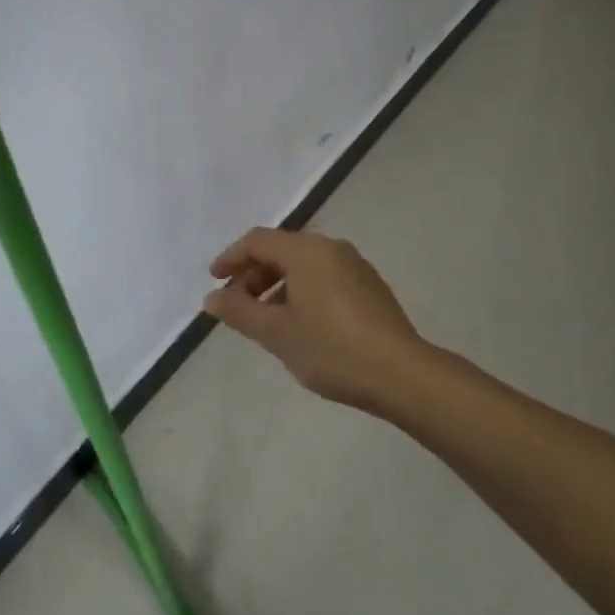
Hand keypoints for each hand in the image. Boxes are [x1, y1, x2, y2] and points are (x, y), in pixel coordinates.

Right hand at [203, 227, 428, 410]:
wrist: (402, 374)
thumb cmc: (332, 349)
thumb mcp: (277, 333)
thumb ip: (239, 311)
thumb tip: (212, 297)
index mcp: (306, 250)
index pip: (257, 240)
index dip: (231, 258)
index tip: (214, 281)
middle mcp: (331, 248)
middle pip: (281, 250)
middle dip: (253, 274)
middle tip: (237, 305)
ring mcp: (354, 265)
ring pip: (303, 264)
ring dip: (277, 284)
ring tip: (266, 319)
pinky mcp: (369, 286)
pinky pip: (324, 276)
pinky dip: (301, 290)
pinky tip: (300, 323)